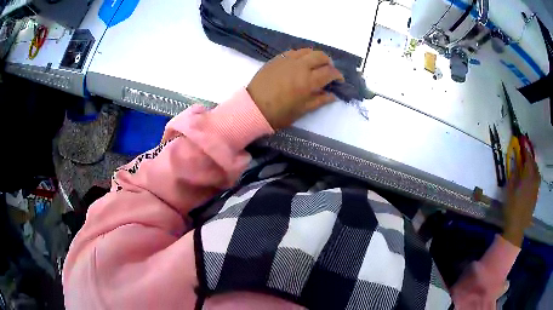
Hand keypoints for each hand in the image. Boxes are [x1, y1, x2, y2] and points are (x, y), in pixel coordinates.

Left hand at [247, 49, 344, 129]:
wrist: (253, 107)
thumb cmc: (279, 113)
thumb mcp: (302, 110)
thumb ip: (320, 100)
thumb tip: (333, 95)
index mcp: (308, 81)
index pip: (330, 72)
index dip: (338, 75)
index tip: (339, 80)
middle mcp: (300, 66)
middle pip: (321, 56)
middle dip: (328, 62)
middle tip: (328, 71)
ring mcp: (287, 60)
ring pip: (307, 51)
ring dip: (315, 56)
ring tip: (315, 65)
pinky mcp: (277, 58)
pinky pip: (294, 51)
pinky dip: (302, 55)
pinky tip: (300, 63)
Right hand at [502, 148, 540, 246]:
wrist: (516, 227)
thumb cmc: (511, 208)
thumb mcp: (509, 190)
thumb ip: (513, 175)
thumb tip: (514, 163)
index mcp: (527, 177)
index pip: (528, 160)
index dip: (526, 152)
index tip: (522, 146)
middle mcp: (534, 181)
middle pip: (535, 166)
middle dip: (531, 160)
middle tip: (526, 157)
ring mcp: (535, 190)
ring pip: (537, 175)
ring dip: (534, 168)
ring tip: (530, 168)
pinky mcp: (535, 198)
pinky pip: (537, 183)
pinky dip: (535, 178)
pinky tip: (531, 181)